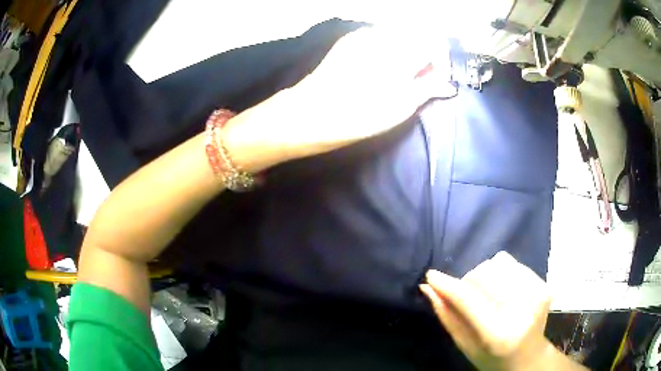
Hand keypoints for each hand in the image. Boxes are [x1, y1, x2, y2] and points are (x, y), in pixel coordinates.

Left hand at [223, 26, 447, 170]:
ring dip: (408, 50)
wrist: (309, 114)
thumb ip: (428, 88)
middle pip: (417, 33)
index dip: (441, 61)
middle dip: (426, 53)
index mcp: (400, 52)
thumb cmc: (358, 116)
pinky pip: (379, 36)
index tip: (437, 79)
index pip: (434, 42)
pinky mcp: (349, 39)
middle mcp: (383, 35)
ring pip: (398, 33)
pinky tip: (382, 66)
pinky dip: (389, 47)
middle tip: (421, 77)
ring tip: (401, 73)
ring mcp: (363, 35)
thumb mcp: (401, 107)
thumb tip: (447, 84)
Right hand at [420, 252, 555, 370]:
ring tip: (485, 293)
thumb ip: (447, 316)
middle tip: (465, 295)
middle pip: (484, 275)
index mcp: (499, 335)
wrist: (528, 357)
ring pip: (497, 264)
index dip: (448, 286)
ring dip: (483, 275)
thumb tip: (427, 287)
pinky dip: (499, 272)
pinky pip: (512, 263)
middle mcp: (522, 310)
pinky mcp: (543, 284)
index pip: (469, 301)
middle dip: (467, 282)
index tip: (431, 275)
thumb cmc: (491, 358)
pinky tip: (502, 289)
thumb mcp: (464, 346)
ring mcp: (536, 294)